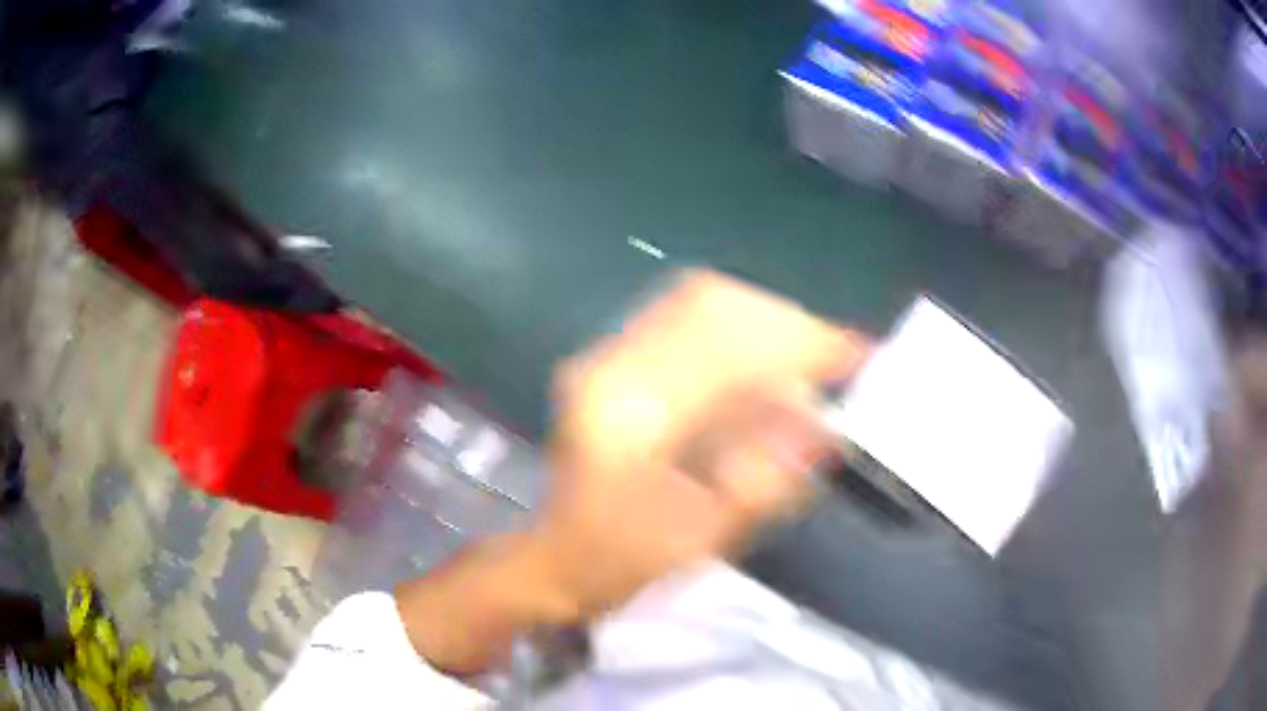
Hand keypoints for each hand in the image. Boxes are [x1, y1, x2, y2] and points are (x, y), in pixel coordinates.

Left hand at [534, 270, 868, 616]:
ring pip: (697, 303)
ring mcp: (604, 356)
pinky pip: (684, 320)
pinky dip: (738, 332)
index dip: (799, 342)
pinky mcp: (610, 360)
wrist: (558, 559)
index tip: (855, 353)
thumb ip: (765, 482)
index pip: (725, 347)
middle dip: (786, 323)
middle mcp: (609, 366)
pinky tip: (761, 367)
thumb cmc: (623, 562)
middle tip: (831, 356)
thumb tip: (821, 429)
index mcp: (627, 415)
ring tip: (804, 360)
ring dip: (764, 323)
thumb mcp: (702, 538)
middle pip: (710, 303)